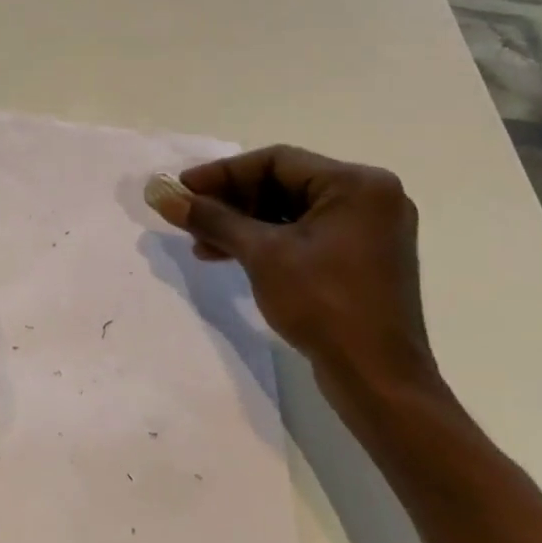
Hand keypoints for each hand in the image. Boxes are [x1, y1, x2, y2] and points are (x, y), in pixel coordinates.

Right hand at [145, 146, 439, 409]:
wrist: (378, 381)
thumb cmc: (324, 304)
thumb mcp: (262, 254)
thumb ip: (212, 218)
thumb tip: (163, 196)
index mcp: (356, 184)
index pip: (276, 161)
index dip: (222, 173)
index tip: (182, 189)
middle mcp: (369, 198)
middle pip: (283, 184)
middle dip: (231, 202)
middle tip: (189, 216)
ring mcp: (367, 231)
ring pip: (290, 212)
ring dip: (243, 225)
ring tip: (201, 244)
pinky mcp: (360, 259)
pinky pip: (305, 235)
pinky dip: (266, 242)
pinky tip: (230, 256)